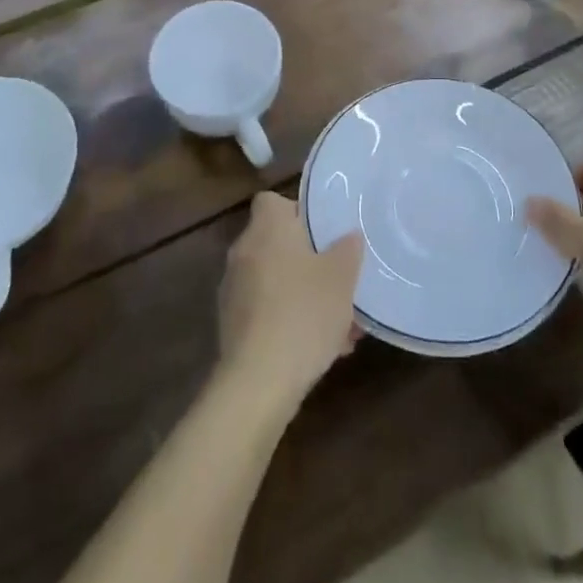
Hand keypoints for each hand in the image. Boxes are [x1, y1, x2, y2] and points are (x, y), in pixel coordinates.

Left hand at [217, 193, 363, 410]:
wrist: (259, 382)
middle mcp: (244, 252)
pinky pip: (268, 311)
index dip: (297, 211)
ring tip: (340, 322)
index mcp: (267, 229)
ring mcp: (234, 290)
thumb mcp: (341, 277)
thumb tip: (349, 236)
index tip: (322, 230)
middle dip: (308, 259)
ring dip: (303, 294)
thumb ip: (348, 250)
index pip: (272, 201)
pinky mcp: (232, 326)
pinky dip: (290, 320)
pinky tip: (322, 348)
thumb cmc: (303, 313)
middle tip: (338, 277)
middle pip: (277, 243)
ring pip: (276, 280)